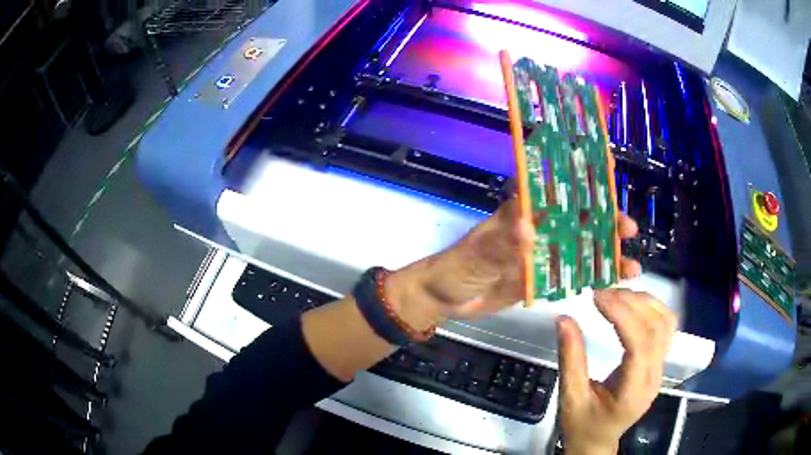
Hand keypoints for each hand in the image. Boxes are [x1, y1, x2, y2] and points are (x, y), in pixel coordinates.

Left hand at [387, 197, 641, 327]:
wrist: (444, 299)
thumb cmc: (455, 268)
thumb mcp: (475, 255)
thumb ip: (500, 244)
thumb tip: (528, 228)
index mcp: (522, 213)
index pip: (556, 188)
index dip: (582, 177)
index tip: (608, 168)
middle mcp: (538, 229)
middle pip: (579, 220)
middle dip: (606, 221)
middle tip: (628, 229)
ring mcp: (543, 255)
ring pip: (581, 249)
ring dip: (606, 254)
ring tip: (631, 265)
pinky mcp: (542, 279)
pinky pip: (572, 276)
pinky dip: (592, 278)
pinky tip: (612, 284)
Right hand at [557, 289, 676, 454]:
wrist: (597, 442)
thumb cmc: (582, 425)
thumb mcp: (570, 398)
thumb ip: (570, 359)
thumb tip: (564, 318)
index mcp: (633, 391)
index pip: (639, 345)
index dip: (622, 315)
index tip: (597, 297)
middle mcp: (654, 376)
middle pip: (657, 329)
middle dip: (631, 303)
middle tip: (602, 293)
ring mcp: (660, 368)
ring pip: (665, 323)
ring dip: (644, 302)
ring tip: (616, 295)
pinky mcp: (659, 362)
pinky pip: (664, 327)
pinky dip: (651, 309)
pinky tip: (631, 305)